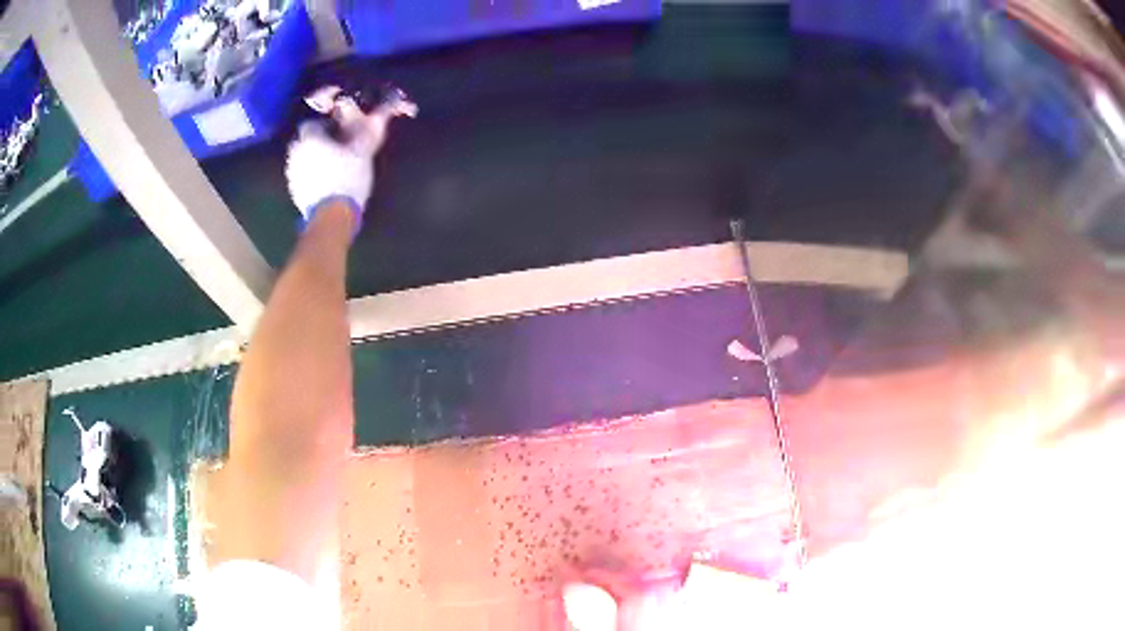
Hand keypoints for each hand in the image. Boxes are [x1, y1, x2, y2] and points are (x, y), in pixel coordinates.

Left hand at [284, 119, 374, 220]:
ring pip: (301, 159)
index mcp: (310, 139)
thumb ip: (366, 132)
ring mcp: (292, 174)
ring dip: (312, 159)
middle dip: (317, 142)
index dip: (325, 125)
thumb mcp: (362, 152)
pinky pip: (301, 176)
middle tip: (335, 148)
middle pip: (304, 141)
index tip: (338, 131)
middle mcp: (295, 153)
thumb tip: (380, 115)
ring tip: (331, 166)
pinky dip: (310, 175)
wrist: (331, 216)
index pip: (312, 123)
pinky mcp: (293, 191)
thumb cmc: (347, 178)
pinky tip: (325, 182)